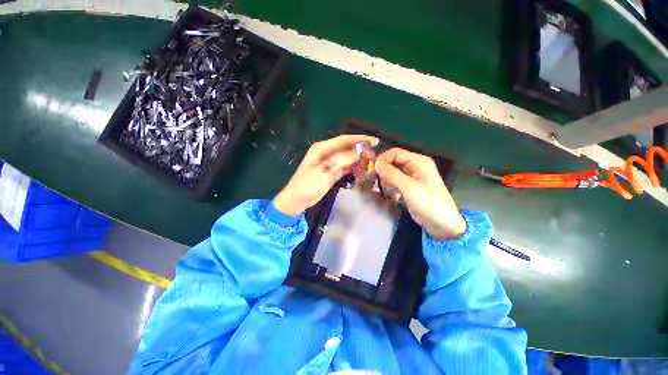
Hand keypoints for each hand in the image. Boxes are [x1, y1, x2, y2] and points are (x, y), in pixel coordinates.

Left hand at [273, 135, 378, 215]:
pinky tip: (362, 170)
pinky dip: (353, 168)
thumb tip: (359, 151)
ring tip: (371, 162)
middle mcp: (326, 153)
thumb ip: (341, 160)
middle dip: (361, 149)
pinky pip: (345, 167)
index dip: (359, 139)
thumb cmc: (307, 184)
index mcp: (322, 148)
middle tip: (374, 154)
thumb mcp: (324, 171)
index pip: (344, 140)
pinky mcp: (332, 172)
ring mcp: (329, 163)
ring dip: (358, 159)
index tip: (374, 141)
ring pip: (347, 158)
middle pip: (347, 148)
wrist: (297, 200)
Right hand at [375, 148, 466, 239]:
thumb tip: (376, 164)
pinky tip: (392, 194)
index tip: (373, 171)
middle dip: (384, 170)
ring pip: (393, 172)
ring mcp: (413, 177)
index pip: (395, 153)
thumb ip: (392, 174)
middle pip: (393, 162)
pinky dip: (391, 186)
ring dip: (387, 180)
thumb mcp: (409, 188)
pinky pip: (396, 181)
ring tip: (387, 191)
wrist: (442, 225)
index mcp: (418, 162)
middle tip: (376, 182)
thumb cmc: (428, 204)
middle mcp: (415, 166)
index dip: (382, 159)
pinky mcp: (410, 186)